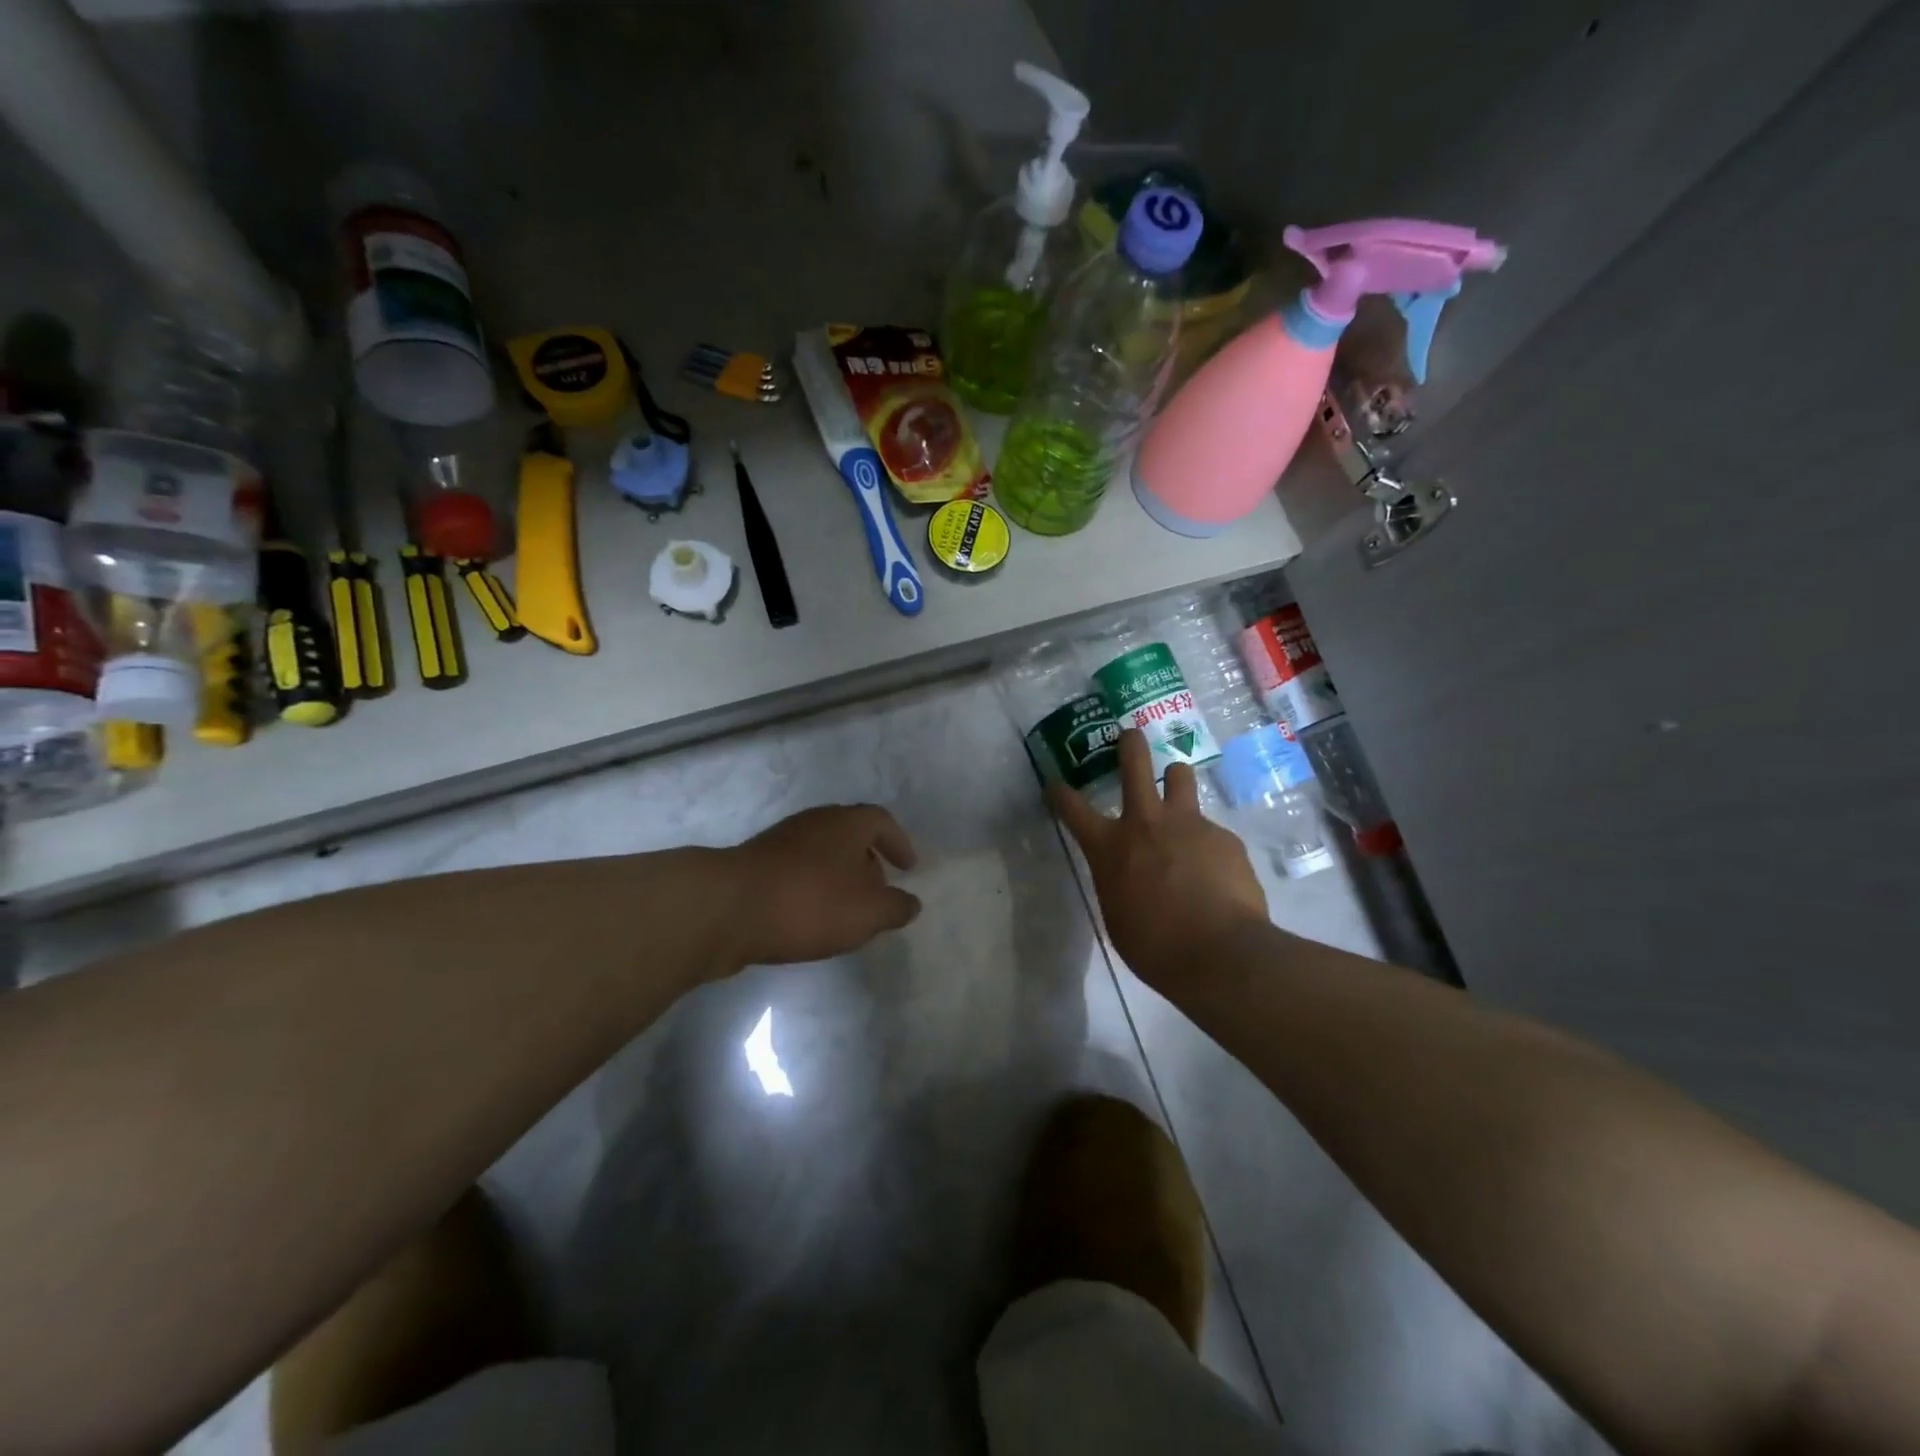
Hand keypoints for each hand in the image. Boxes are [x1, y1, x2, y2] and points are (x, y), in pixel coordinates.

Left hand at [718, 805, 921, 971]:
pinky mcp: (755, 866)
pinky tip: (810, 919)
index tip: (909, 867)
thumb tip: (910, 903)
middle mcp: (814, 822)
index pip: (881, 821)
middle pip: (849, 835)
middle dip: (868, 862)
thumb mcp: (867, 912)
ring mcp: (780, 841)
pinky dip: (812, 889)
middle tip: (878, 890)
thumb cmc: (809, 902)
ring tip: (845, 911)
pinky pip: (796, 872)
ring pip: (821, 854)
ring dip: (838, 878)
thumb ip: (895, 907)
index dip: (898, 843)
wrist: (726, 909)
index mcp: (845, 823)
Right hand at [1048, 730, 1267, 989]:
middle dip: (1129, 743)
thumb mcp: (1117, 914)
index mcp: (1110, 847)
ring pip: (1180, 777)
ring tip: (1177, 790)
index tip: (1055, 784)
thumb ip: (1118, 882)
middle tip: (1129, 736)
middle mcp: (1146, 822)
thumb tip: (1127, 874)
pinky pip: (1211, 830)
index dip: (1059, 793)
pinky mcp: (1224, 837)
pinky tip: (1216, 873)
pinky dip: (1207, 844)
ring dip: (1175, 780)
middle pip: (1135, 762)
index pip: (1072, 809)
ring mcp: (1189, 824)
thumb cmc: (1155, 946)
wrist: (1220, 954)